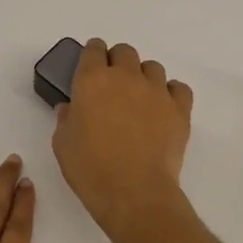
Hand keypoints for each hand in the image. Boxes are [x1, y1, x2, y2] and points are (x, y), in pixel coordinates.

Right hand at [52, 40, 192, 242]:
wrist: (133, 192)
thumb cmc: (90, 168)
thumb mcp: (62, 144)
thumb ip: (65, 119)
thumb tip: (70, 108)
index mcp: (91, 80)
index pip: (93, 49)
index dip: (91, 55)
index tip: (89, 67)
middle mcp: (125, 76)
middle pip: (124, 52)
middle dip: (117, 62)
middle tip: (112, 86)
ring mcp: (156, 91)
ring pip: (152, 67)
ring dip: (143, 77)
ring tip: (139, 99)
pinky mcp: (180, 109)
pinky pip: (178, 88)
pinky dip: (171, 93)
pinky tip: (163, 108)